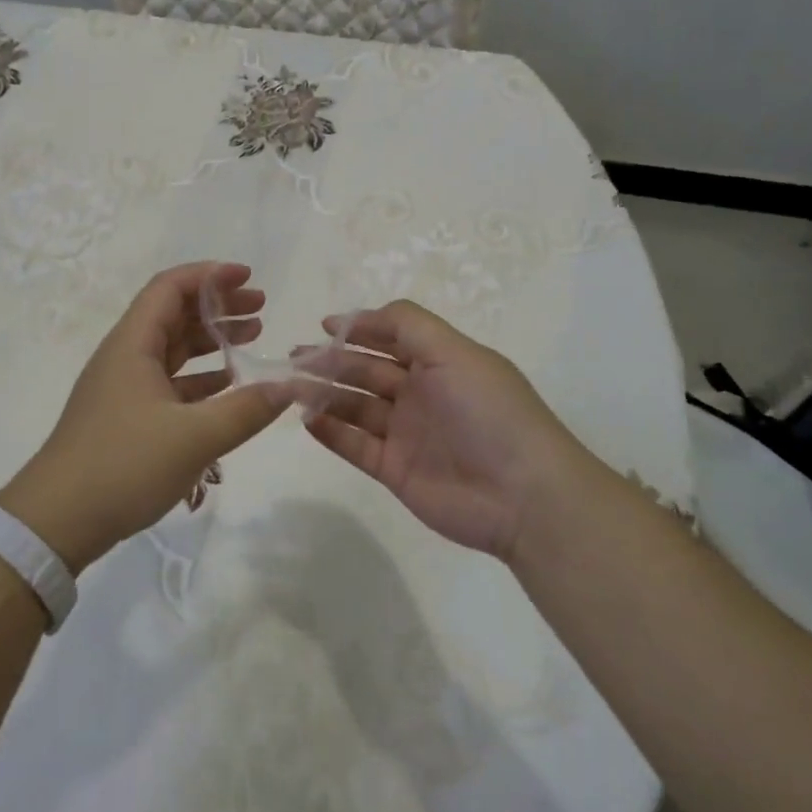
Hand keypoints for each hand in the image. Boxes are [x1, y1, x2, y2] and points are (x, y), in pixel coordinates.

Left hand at [0, 262, 289, 573]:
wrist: (56, 521)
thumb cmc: (123, 465)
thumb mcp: (194, 438)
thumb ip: (246, 410)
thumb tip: (290, 386)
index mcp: (133, 345)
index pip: (170, 287)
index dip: (209, 275)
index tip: (247, 276)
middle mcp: (126, 356)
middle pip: (174, 314)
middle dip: (218, 306)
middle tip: (261, 309)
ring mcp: (123, 388)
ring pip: (172, 349)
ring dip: (211, 340)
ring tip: (253, 338)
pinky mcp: (125, 416)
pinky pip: (169, 382)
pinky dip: (200, 377)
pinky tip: (228, 386)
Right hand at [295, 299, 595, 559]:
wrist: (522, 495)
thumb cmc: (488, 411)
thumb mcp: (453, 351)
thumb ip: (406, 324)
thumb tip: (358, 316)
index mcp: (439, 362)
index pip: (391, 337)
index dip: (359, 329)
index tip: (324, 326)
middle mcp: (420, 393)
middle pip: (366, 371)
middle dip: (331, 361)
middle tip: (294, 358)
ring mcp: (406, 433)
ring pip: (355, 406)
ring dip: (323, 394)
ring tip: (289, 387)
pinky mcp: (395, 469)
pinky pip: (355, 445)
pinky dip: (330, 432)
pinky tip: (306, 420)